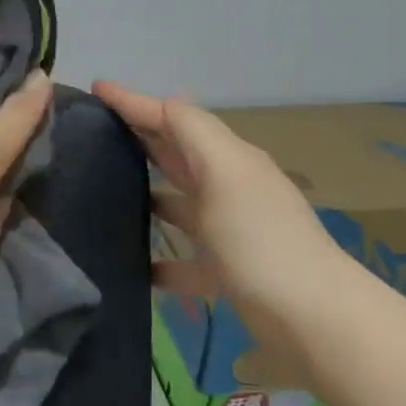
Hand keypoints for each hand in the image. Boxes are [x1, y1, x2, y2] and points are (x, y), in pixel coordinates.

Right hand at [91, 81, 353, 336]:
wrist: (312, 318)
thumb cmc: (260, 239)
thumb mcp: (225, 174)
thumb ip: (194, 134)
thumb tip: (165, 102)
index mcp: (229, 160)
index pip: (175, 119)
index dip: (136, 102)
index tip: (97, 88)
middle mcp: (229, 189)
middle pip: (177, 156)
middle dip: (140, 138)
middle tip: (93, 131)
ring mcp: (229, 232)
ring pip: (179, 204)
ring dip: (147, 195)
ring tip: (103, 192)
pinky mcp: (226, 273)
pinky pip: (184, 260)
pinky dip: (159, 259)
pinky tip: (132, 264)